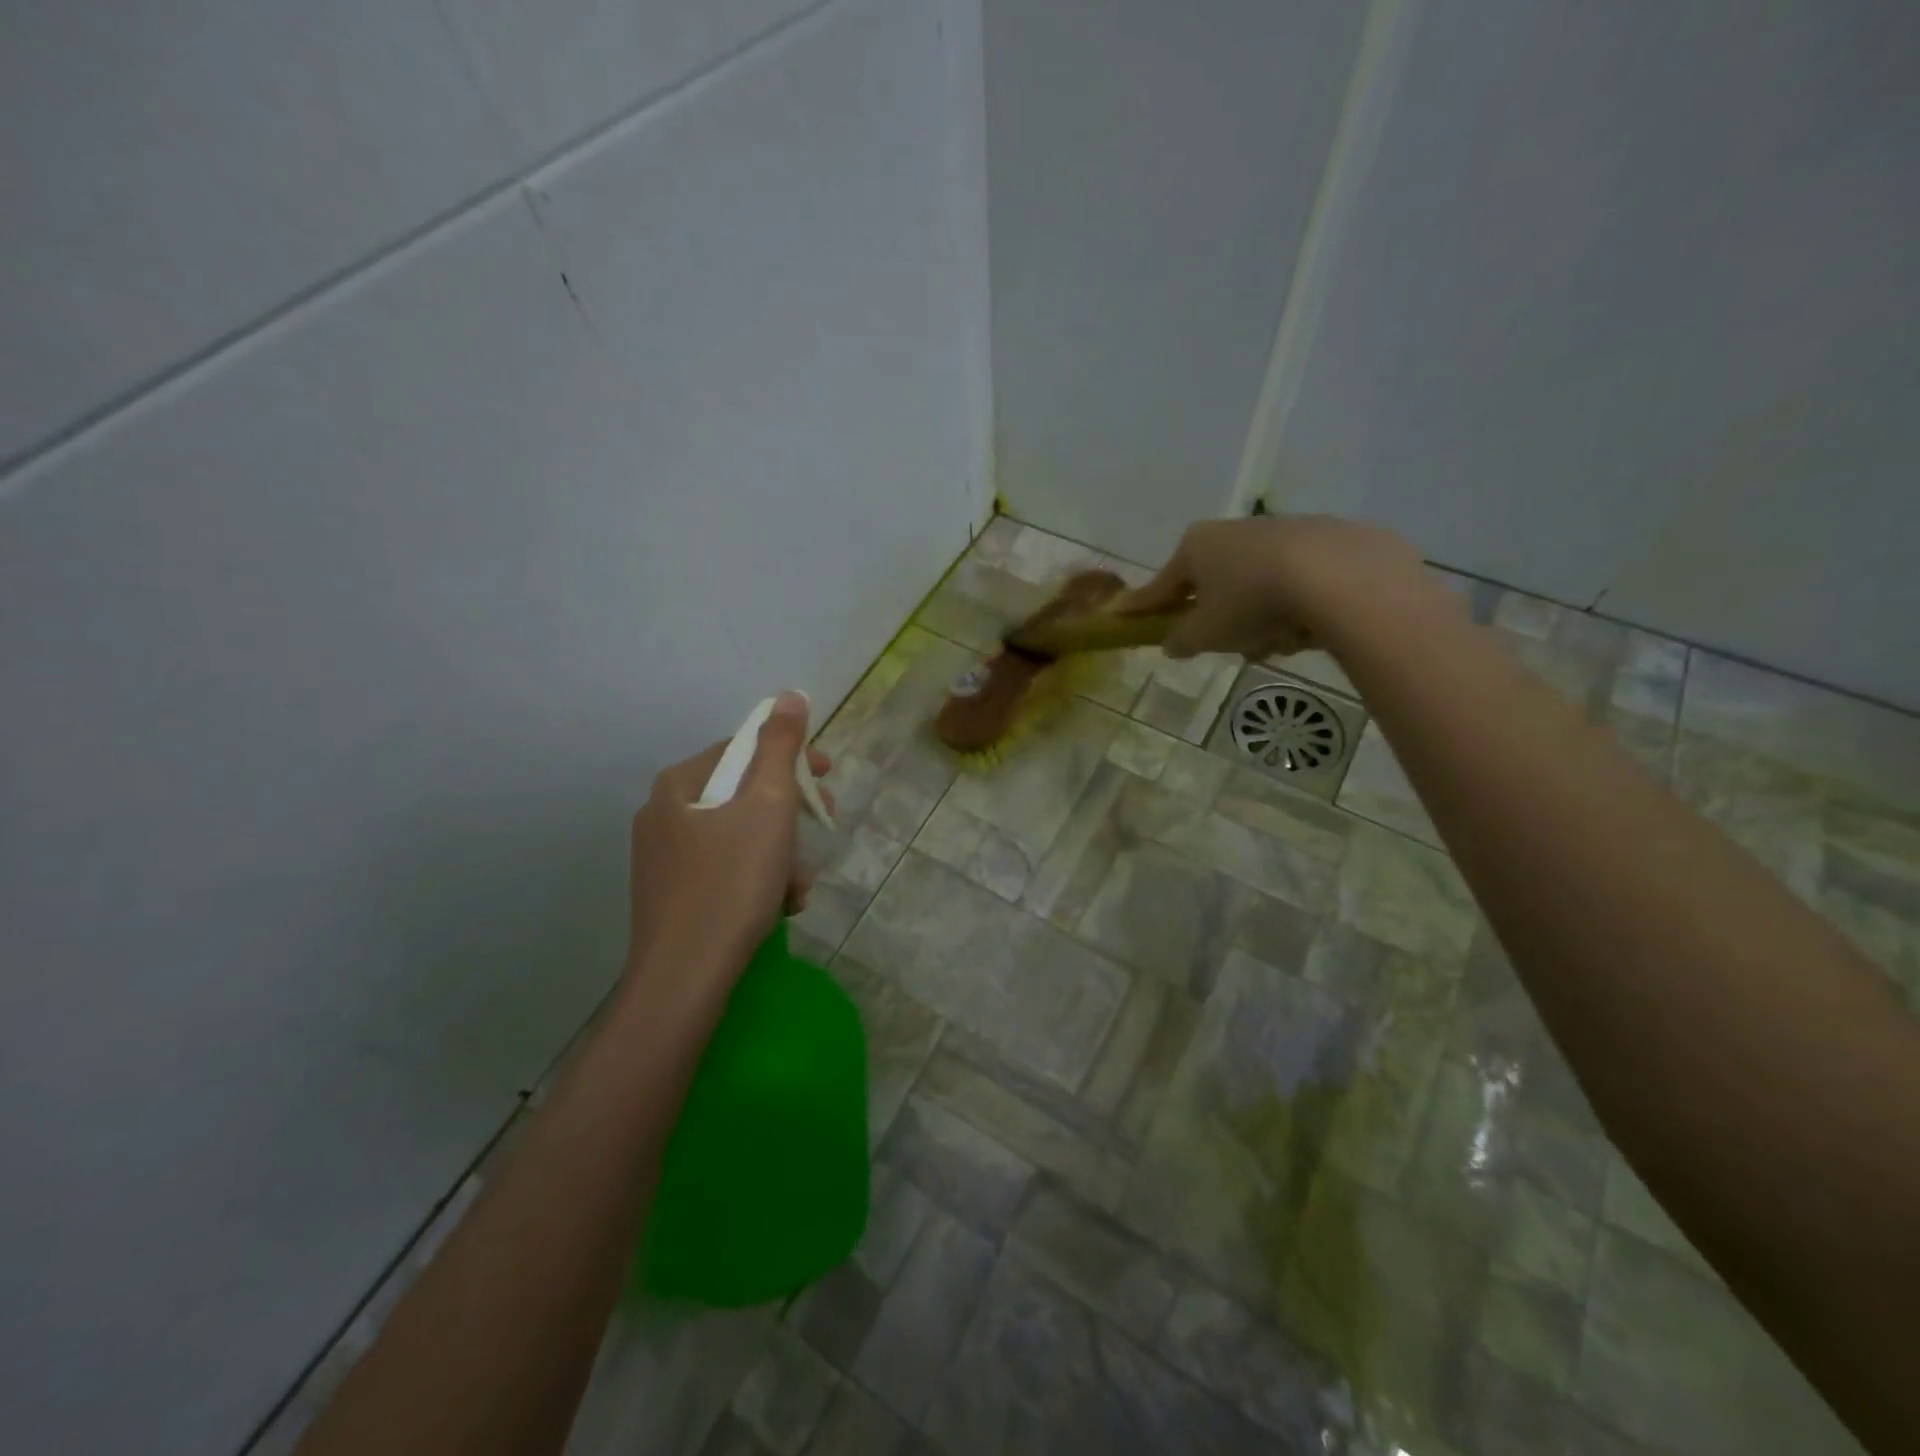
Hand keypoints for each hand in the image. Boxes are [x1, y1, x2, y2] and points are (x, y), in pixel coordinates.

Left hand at [625, 691, 832, 981]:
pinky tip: (778, 908)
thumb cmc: (731, 882)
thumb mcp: (768, 805)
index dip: (791, 759)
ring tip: (798, 888)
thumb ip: (780, 746)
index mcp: (678, 786)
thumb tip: (788, 695)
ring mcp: (662, 861)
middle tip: (822, 828)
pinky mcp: (670, 899)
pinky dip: (757, 881)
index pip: (742, 750)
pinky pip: (724, 872)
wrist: (685, 978)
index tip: (829, 777)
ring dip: (779, 855)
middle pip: (742, 796)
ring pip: (737, 838)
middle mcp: (662, 816)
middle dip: (789, 816)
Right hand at [1114, 515, 1425, 659]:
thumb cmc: (1250, 602)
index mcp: (1196, 546)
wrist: (1336, 576)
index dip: (1141, 605)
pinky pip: (1292, 586)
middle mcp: (1233, 531)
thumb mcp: (1205, 633)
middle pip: (1213, 587)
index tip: (1120, 613)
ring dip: (1259, 621)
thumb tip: (1172, 643)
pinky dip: (1292, 609)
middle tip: (1231, 644)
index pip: (1160, 584)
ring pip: (1254, 590)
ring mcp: (1279, 532)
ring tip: (1278, 642)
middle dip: (1220, 620)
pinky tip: (1307, 627)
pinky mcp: (1323, 541)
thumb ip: (1181, 640)